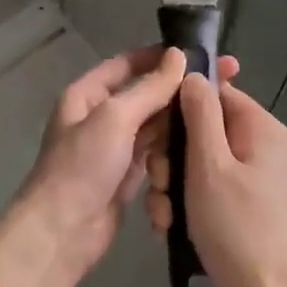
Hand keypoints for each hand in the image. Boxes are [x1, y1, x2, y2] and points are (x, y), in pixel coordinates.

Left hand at [0, 47, 237, 286]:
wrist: (62, 233)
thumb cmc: (83, 166)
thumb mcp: (115, 118)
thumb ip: (149, 88)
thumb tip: (178, 56)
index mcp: (87, 93)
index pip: (129, 63)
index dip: (163, 56)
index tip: (201, 53)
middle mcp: (100, 115)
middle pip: (146, 93)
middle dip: (179, 89)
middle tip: (224, 82)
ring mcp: (114, 146)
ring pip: (154, 124)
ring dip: (179, 121)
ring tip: (218, 113)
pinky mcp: (127, 174)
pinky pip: (156, 152)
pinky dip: (172, 150)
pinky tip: (200, 145)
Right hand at [145, 73, 286, 286]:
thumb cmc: (237, 227)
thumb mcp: (209, 165)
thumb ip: (200, 114)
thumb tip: (193, 73)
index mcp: (264, 128)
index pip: (216, 93)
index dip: (181, 109)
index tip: (157, 137)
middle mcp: (267, 146)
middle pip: (208, 129)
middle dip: (174, 155)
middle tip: (160, 185)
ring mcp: (263, 178)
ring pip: (206, 162)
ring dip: (177, 183)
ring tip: (163, 214)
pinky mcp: (255, 205)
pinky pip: (216, 187)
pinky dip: (192, 201)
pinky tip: (172, 226)